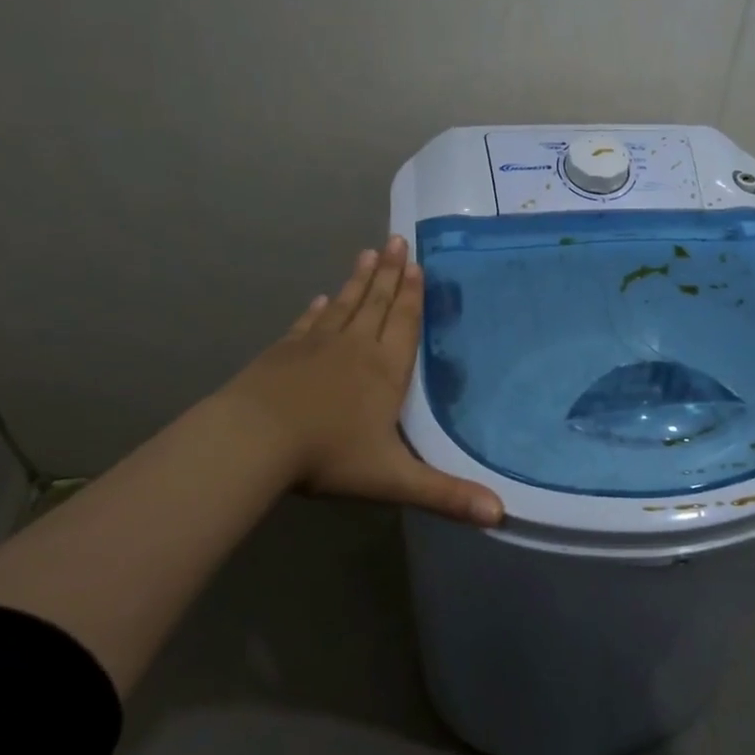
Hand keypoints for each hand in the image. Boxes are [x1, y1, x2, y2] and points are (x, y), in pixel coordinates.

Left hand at [220, 237, 503, 525]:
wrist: (253, 441)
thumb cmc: (329, 455)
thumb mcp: (394, 479)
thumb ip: (446, 494)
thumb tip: (500, 514)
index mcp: (385, 370)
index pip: (405, 323)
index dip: (414, 294)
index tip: (418, 263)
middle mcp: (355, 348)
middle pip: (378, 304)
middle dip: (391, 274)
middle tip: (397, 240)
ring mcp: (316, 347)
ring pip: (346, 306)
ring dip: (359, 281)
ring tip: (369, 254)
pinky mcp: (283, 353)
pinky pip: (308, 324)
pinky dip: (318, 310)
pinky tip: (321, 298)